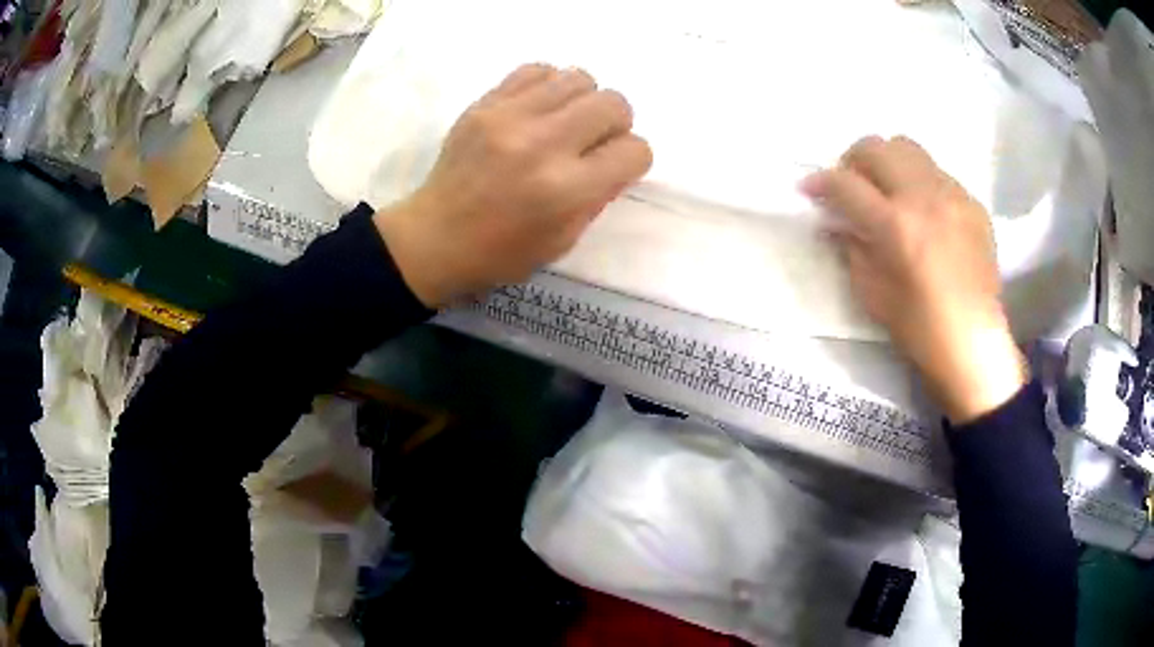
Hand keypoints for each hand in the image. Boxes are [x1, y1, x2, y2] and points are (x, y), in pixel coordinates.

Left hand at [375, 64, 652, 306]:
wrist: (434, 237)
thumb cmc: (501, 252)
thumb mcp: (564, 240)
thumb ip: (598, 195)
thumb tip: (614, 156)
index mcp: (567, 190)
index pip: (635, 150)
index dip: (631, 160)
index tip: (611, 167)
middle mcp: (544, 144)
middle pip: (614, 103)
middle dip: (615, 124)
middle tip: (591, 141)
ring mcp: (510, 117)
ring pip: (579, 78)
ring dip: (582, 101)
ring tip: (563, 121)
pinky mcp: (484, 103)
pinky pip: (536, 69)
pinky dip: (548, 86)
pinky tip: (537, 109)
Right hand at [801, 136, 1025, 423]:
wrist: (975, 344)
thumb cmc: (921, 330)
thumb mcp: (873, 295)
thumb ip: (851, 250)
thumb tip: (833, 222)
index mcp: (897, 226)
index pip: (846, 184)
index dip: (820, 182)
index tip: (808, 189)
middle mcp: (925, 197)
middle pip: (876, 147)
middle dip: (852, 160)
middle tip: (850, 185)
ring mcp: (953, 195)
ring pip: (908, 148)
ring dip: (887, 162)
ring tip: (886, 189)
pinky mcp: (972, 202)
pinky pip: (937, 172)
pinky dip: (918, 181)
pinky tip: (922, 211)